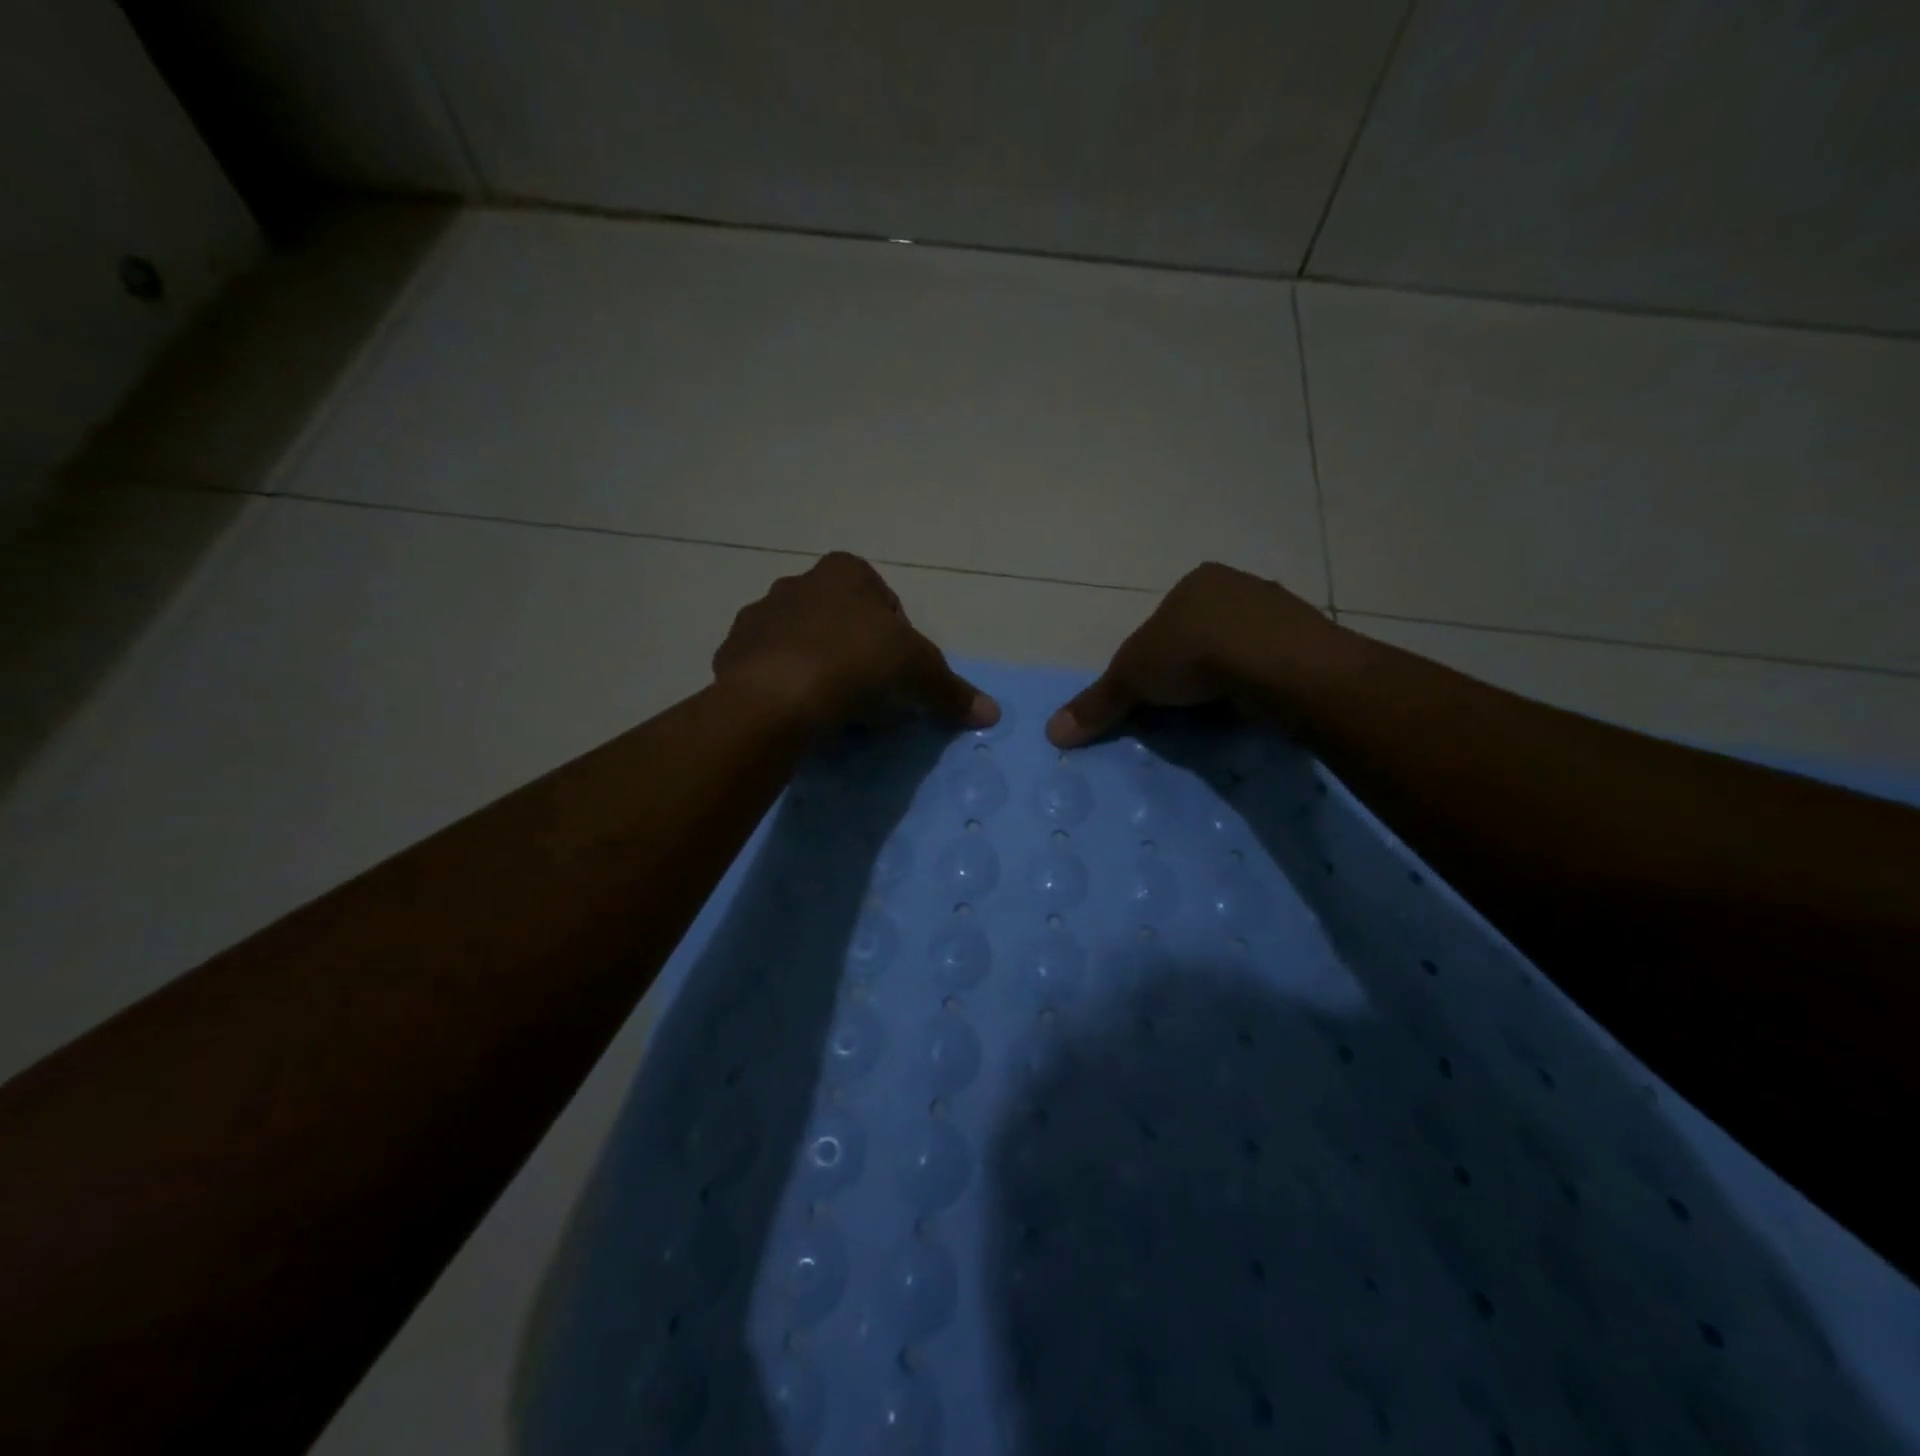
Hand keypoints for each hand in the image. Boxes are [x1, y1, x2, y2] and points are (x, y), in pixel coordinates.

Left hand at [713, 552, 998, 732]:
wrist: (777, 694)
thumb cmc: (857, 664)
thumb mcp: (919, 674)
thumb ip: (953, 690)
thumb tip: (993, 712)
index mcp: (844, 572)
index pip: (882, 600)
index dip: (896, 638)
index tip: (897, 673)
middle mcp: (797, 583)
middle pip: (839, 620)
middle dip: (854, 651)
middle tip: (867, 693)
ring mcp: (759, 616)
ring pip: (799, 642)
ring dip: (816, 667)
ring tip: (830, 707)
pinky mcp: (731, 652)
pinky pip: (766, 667)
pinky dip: (782, 685)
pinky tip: (797, 712)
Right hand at [1047, 562, 1341, 746]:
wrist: (1278, 665)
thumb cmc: (1195, 654)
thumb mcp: (1131, 679)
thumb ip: (1096, 703)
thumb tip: (1051, 732)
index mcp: (1196, 583)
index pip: (1164, 622)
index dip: (1153, 659)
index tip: (1152, 692)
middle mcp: (1240, 588)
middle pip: (1203, 634)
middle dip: (1192, 670)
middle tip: (1183, 707)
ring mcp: (1280, 613)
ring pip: (1241, 650)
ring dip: (1228, 679)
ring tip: (1219, 713)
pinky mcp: (1310, 643)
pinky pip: (1273, 667)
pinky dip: (1259, 687)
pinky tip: (1252, 708)